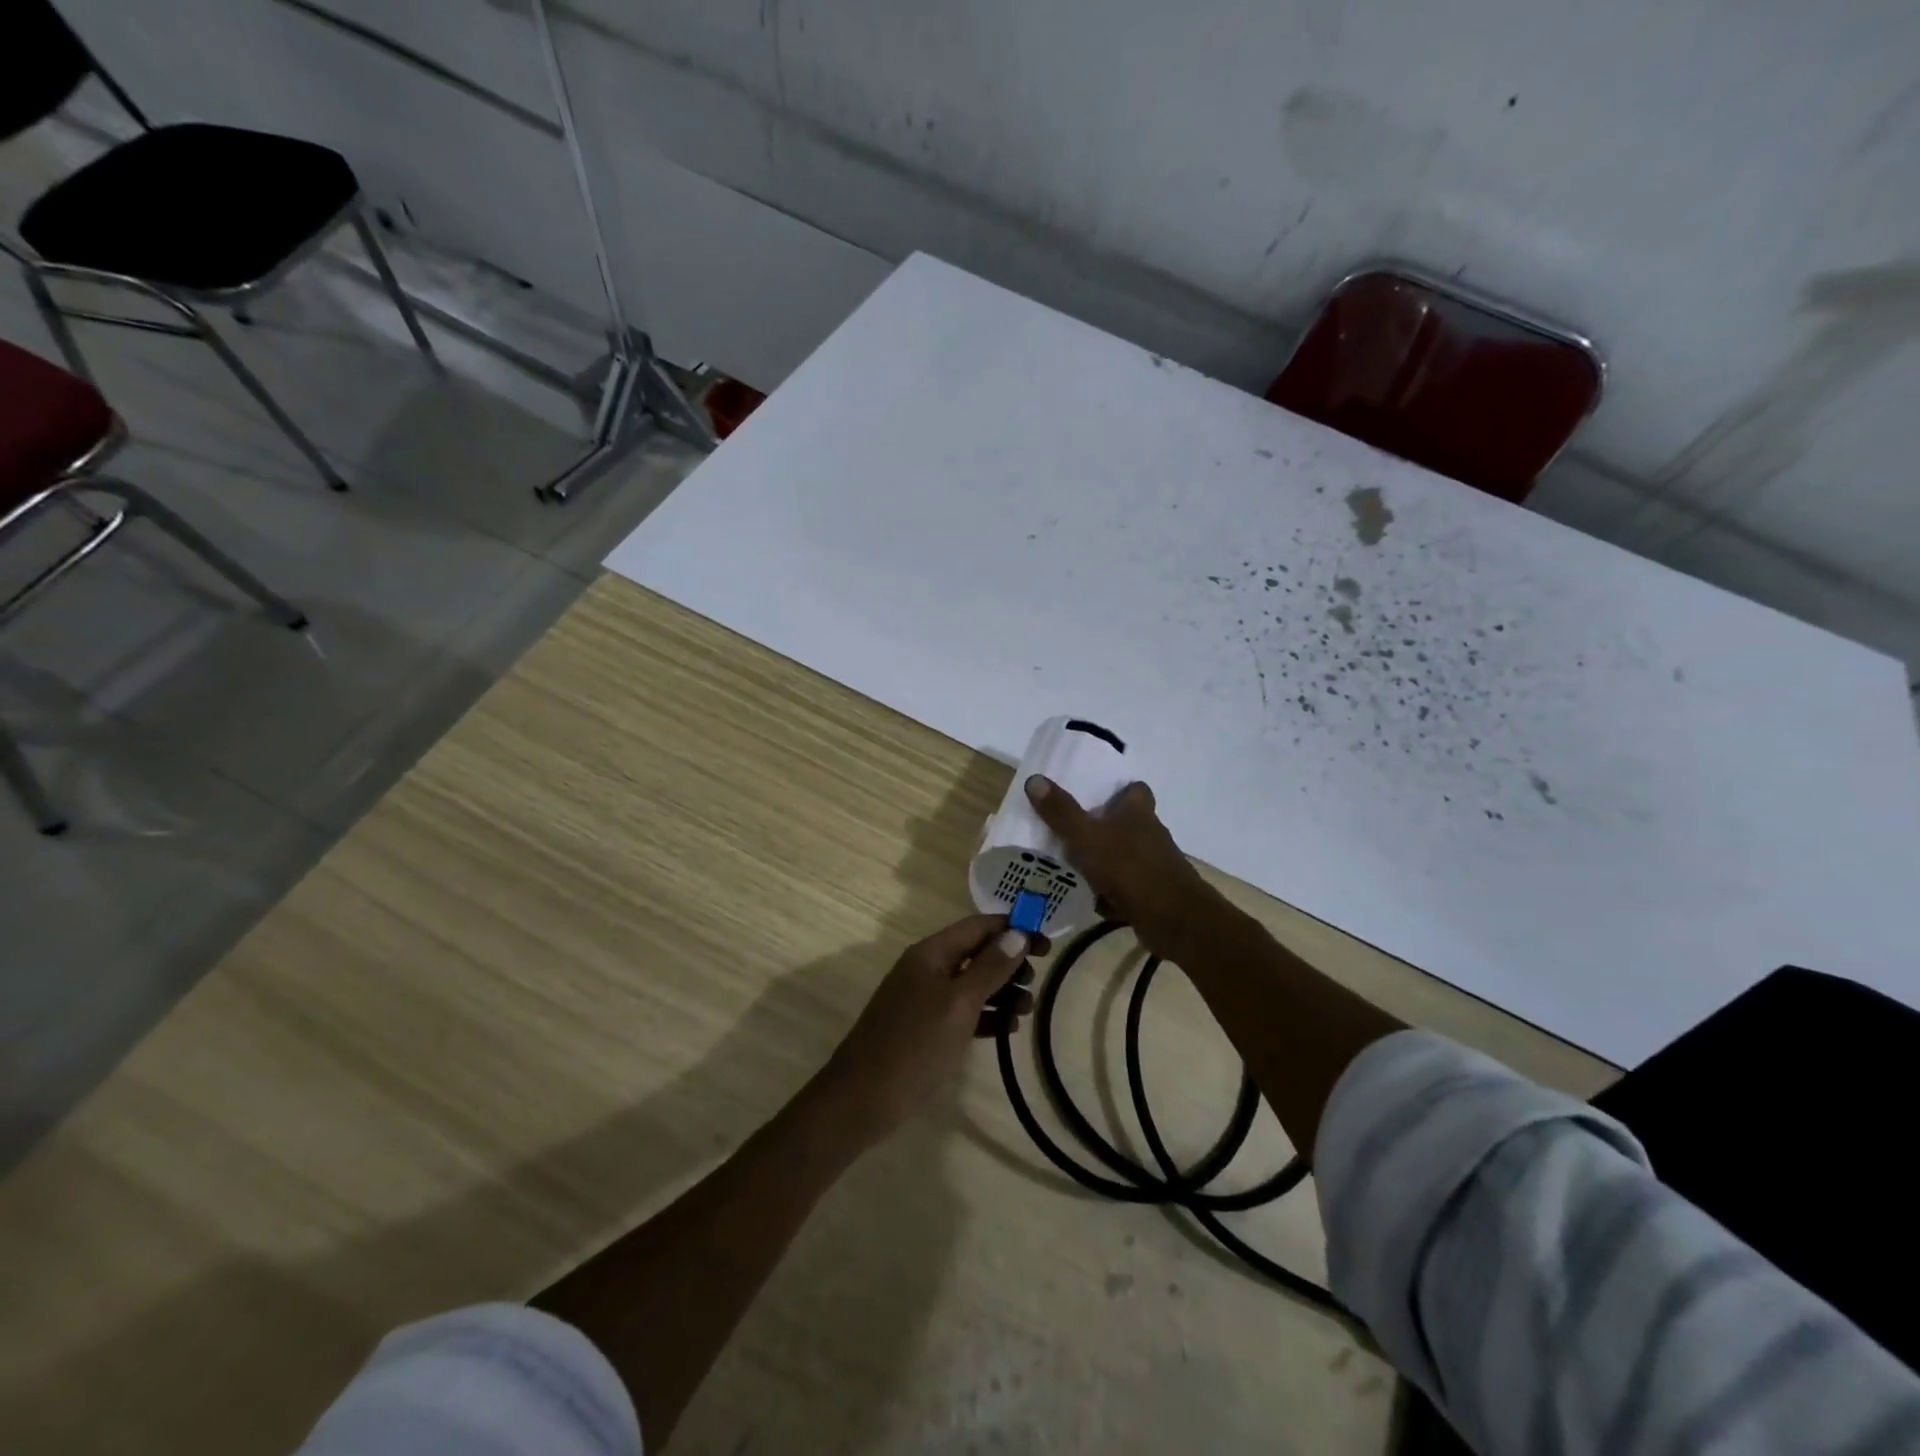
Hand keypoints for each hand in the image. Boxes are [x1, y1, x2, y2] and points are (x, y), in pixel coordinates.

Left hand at [819, 914, 1043, 1147]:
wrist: (862, 1098)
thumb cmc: (915, 1044)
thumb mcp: (958, 1003)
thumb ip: (989, 968)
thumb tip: (1017, 933)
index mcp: (931, 953)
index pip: (978, 926)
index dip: (1013, 929)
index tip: (1046, 946)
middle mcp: (927, 968)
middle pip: (977, 952)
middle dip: (1009, 962)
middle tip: (1034, 983)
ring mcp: (924, 999)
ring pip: (972, 983)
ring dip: (1002, 991)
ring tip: (1026, 1011)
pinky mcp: (925, 1028)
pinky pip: (963, 1011)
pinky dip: (986, 1015)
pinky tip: (1006, 1029)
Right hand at [1024, 775, 1214, 956]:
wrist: (1173, 920)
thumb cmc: (1130, 868)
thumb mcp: (1086, 837)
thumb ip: (1061, 812)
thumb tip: (1034, 779)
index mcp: (1138, 813)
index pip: (1135, 790)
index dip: (1118, 789)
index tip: (1093, 793)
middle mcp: (1150, 835)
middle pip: (1126, 824)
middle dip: (1102, 828)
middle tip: (1069, 831)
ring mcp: (1154, 867)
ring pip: (1123, 858)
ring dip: (1103, 862)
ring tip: (1070, 865)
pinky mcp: (1152, 896)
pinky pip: (1125, 890)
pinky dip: (1109, 894)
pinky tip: (1088, 900)